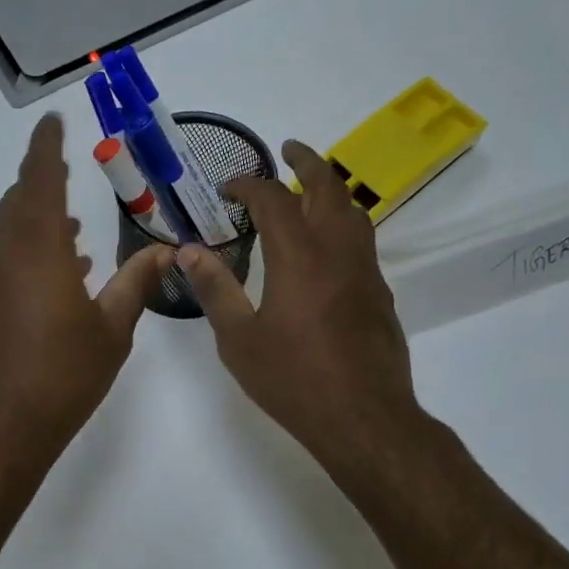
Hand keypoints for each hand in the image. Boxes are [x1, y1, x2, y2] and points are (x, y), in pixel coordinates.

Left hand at [0, 114, 173, 462]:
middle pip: (20, 201)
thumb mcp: (111, 329)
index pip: (40, 178)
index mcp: (36, 246)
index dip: (47, 147)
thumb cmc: (61, 376)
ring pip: (8, 231)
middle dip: (45, 185)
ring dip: (37, 223)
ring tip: (75, 234)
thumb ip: (135, 283)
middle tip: (70, 177)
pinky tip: (53, 277)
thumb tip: (166, 252)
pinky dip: (24, 253)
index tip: (52, 122)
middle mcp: (0, 251)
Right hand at [178, 140, 425, 482]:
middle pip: (328, 188)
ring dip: (330, 189)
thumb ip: (215, 290)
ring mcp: (365, 271)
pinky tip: (325, 245)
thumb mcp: (239, 339)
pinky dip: (342, 222)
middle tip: (287, 150)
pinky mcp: (379, 293)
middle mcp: (337, 253)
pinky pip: (362, 240)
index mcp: (299, 258)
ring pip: (354, 211)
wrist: (364, 418)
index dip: (250, 185)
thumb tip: (189, 252)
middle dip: (306, 163)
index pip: (275, 200)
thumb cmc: (293, 380)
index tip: (228, 187)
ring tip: (309, 188)